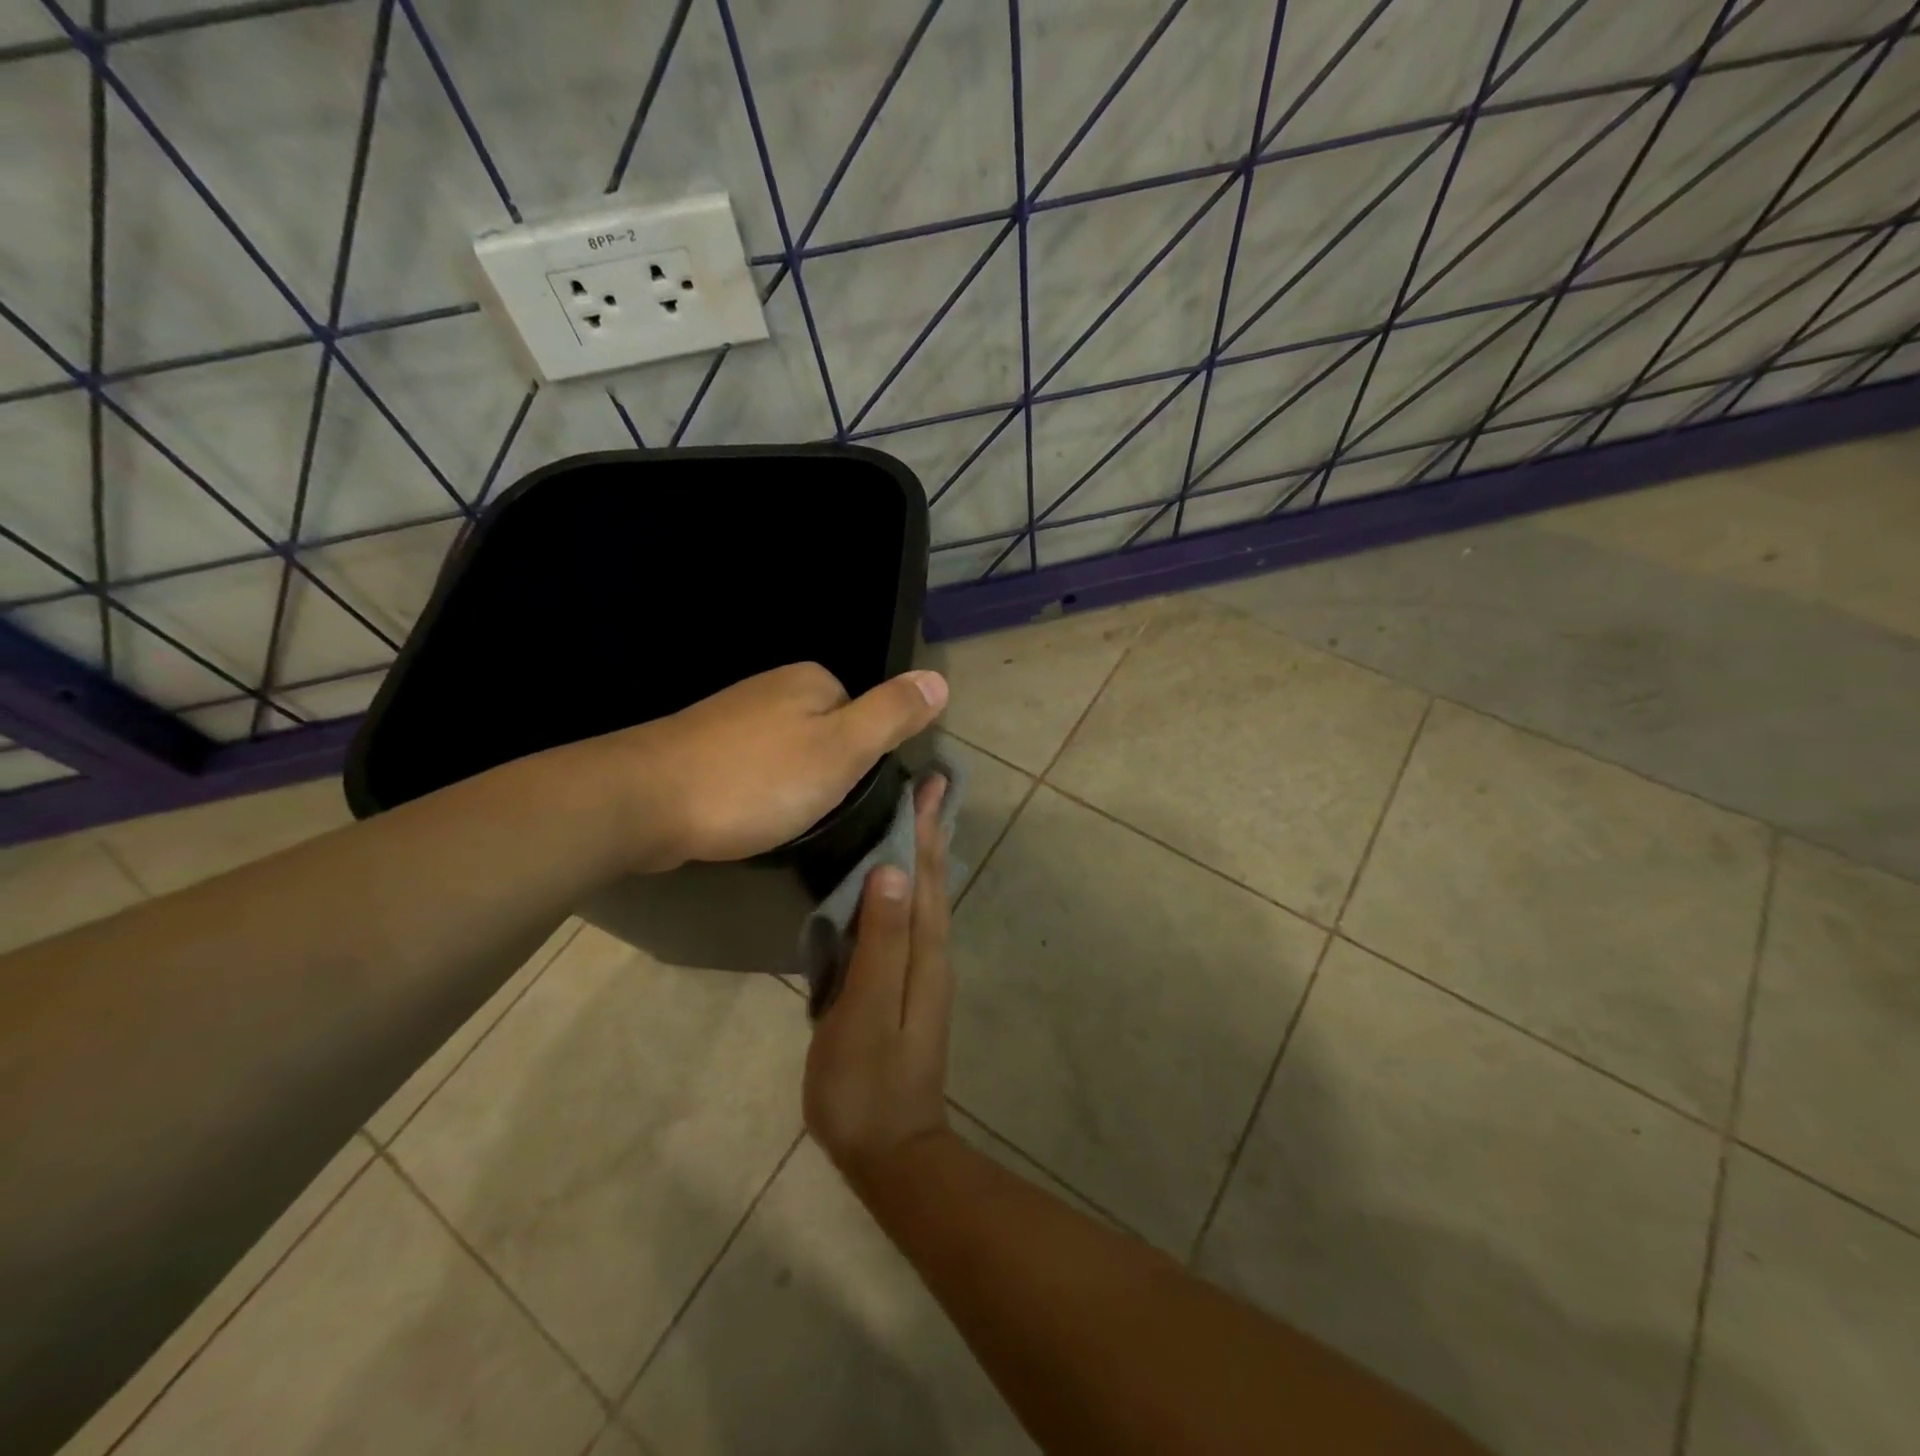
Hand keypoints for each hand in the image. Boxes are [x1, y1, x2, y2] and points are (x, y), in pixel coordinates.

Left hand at [601, 663, 946, 869]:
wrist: (643, 801)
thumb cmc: (755, 779)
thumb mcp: (841, 751)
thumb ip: (891, 715)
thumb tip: (940, 680)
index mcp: (811, 680)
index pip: (864, 717)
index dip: (862, 760)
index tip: (844, 794)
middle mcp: (772, 687)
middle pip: (827, 734)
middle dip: (825, 774)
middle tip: (810, 811)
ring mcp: (733, 715)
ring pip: (789, 754)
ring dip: (790, 786)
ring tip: (778, 818)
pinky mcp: (703, 746)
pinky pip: (752, 767)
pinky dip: (758, 790)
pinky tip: (746, 813)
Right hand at [804, 776, 953, 1189]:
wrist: (891, 1152)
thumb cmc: (866, 1085)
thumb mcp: (863, 1013)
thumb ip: (878, 943)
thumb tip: (890, 873)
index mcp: (923, 954)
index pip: (923, 877)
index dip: (922, 830)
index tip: (927, 785)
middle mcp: (932, 956)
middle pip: (932, 882)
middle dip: (930, 833)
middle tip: (931, 787)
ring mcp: (923, 974)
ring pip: (926, 900)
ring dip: (924, 856)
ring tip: (919, 821)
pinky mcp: (908, 990)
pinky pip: (913, 922)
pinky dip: (911, 890)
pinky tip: (897, 887)